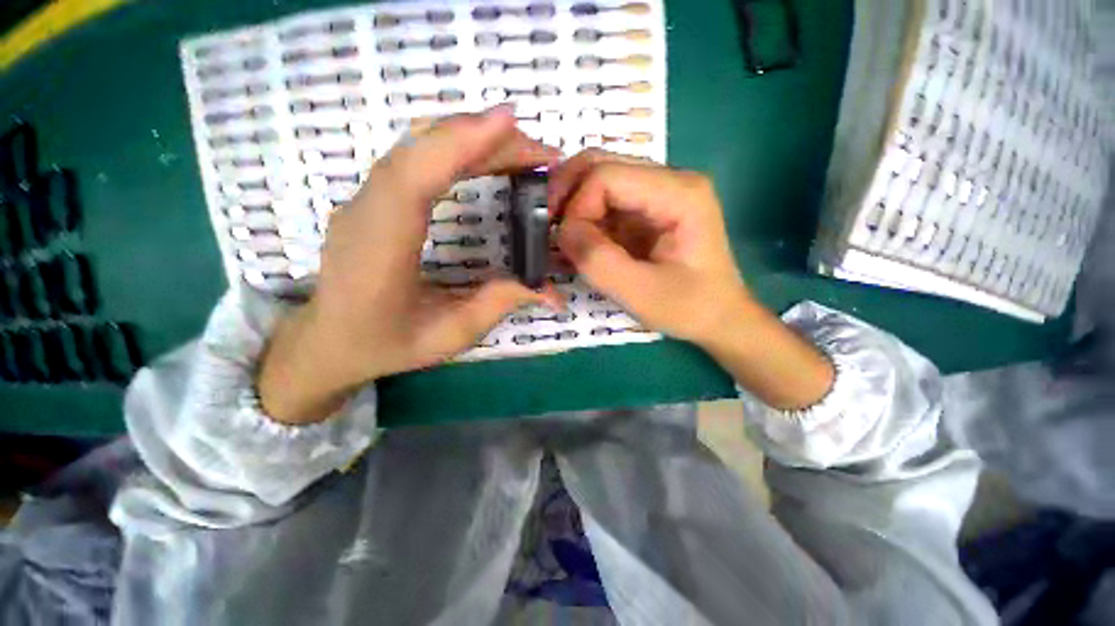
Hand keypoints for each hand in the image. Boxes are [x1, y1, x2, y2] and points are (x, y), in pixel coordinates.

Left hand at [259, 106, 562, 423]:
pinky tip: (485, 156)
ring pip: (417, 146)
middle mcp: (366, 210)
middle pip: (422, 150)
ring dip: (472, 138)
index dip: (460, 143)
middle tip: (540, 153)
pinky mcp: (374, 196)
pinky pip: (415, 157)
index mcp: (380, 249)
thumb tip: (553, 293)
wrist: (327, 340)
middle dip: (485, 139)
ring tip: (520, 151)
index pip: (414, 177)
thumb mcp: (449, 335)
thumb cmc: (385, 343)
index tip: (510, 123)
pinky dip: (454, 147)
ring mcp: (365, 198)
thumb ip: (500, 305)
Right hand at [550, 150, 749, 343]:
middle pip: (600, 166)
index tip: (566, 244)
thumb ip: (598, 260)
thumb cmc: (689, 308)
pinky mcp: (646, 211)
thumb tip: (562, 231)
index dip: (575, 206)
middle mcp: (668, 180)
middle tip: (548, 229)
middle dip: (566, 196)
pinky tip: (577, 244)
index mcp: (678, 192)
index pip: (606, 176)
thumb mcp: (641, 293)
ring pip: (597, 181)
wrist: (718, 317)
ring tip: (562, 241)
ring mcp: (656, 193)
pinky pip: (604, 203)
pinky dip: (583, 220)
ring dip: (572, 208)